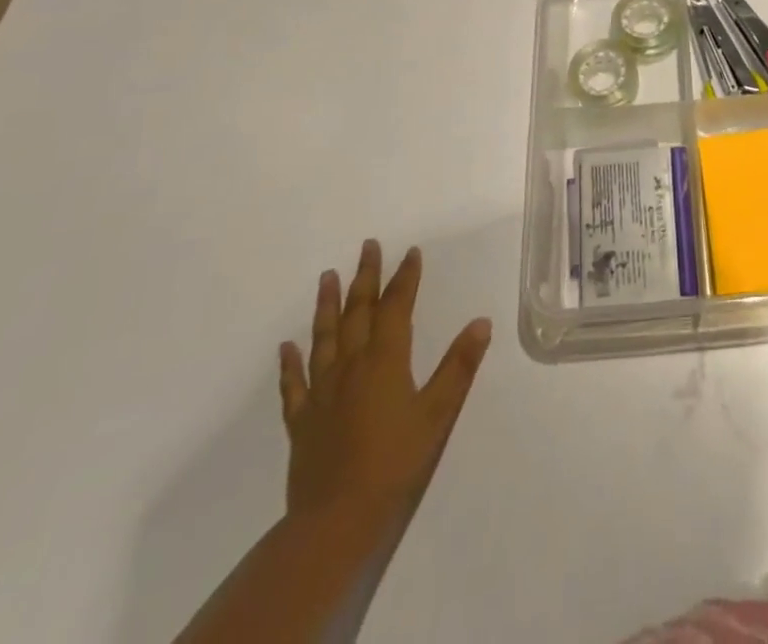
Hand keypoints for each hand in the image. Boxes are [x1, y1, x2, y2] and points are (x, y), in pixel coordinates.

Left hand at [279, 240, 491, 530]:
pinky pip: (294, 384)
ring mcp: (322, 392)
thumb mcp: (438, 413)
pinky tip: (286, 346)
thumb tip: (481, 322)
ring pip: (324, 337)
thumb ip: (459, 366)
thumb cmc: (395, 462)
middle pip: (358, 312)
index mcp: (385, 360)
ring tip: (327, 276)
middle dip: (365, 277)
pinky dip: (290, 363)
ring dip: (327, 305)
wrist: (336, 520)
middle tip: (367, 246)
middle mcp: (351, 366)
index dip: (405, 277)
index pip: (397, 307)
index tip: (410, 252)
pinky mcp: (302, 421)